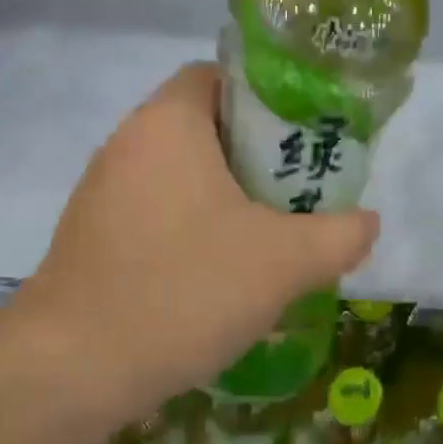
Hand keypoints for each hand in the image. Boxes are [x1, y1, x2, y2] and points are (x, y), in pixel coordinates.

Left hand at [0, 63, 377, 434]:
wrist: (74, 368)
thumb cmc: (185, 288)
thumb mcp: (285, 262)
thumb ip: (340, 235)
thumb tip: (368, 222)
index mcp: (168, 123)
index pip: (219, 75)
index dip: (266, 97)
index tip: (302, 137)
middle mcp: (127, 143)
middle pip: (203, 127)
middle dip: (255, 155)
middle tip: (299, 191)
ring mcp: (101, 192)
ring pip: (179, 175)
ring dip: (224, 197)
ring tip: (269, 235)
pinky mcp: (91, 237)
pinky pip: (155, 213)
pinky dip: (191, 228)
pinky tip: (218, 274)